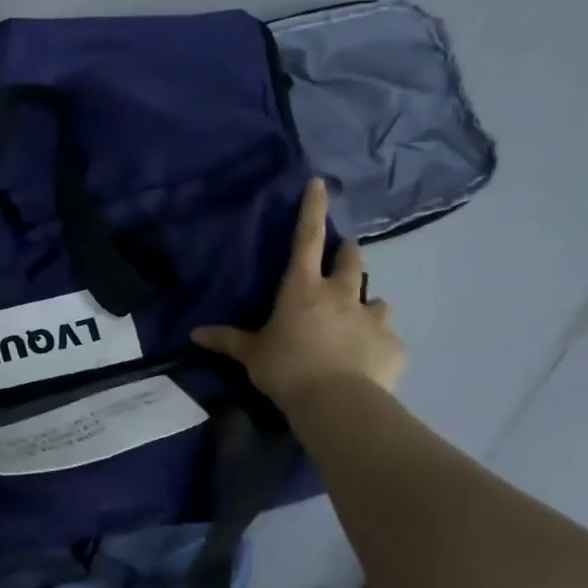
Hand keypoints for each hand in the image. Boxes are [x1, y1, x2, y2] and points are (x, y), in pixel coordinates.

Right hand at [193, 179, 403, 410]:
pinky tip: (369, 359)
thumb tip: (195, 334)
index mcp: (302, 289)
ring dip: (367, 303)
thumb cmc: (287, 369)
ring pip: (377, 299)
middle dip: (348, 252)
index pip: (306, 239)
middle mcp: (341, 295)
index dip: (312, 209)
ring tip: (359, 318)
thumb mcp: (251, 354)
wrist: (337, 404)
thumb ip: (227, 340)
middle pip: (351, 261)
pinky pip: (387, 338)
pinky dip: (377, 343)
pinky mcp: (393, 346)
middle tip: (344, 254)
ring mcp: (372, 319)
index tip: (320, 183)